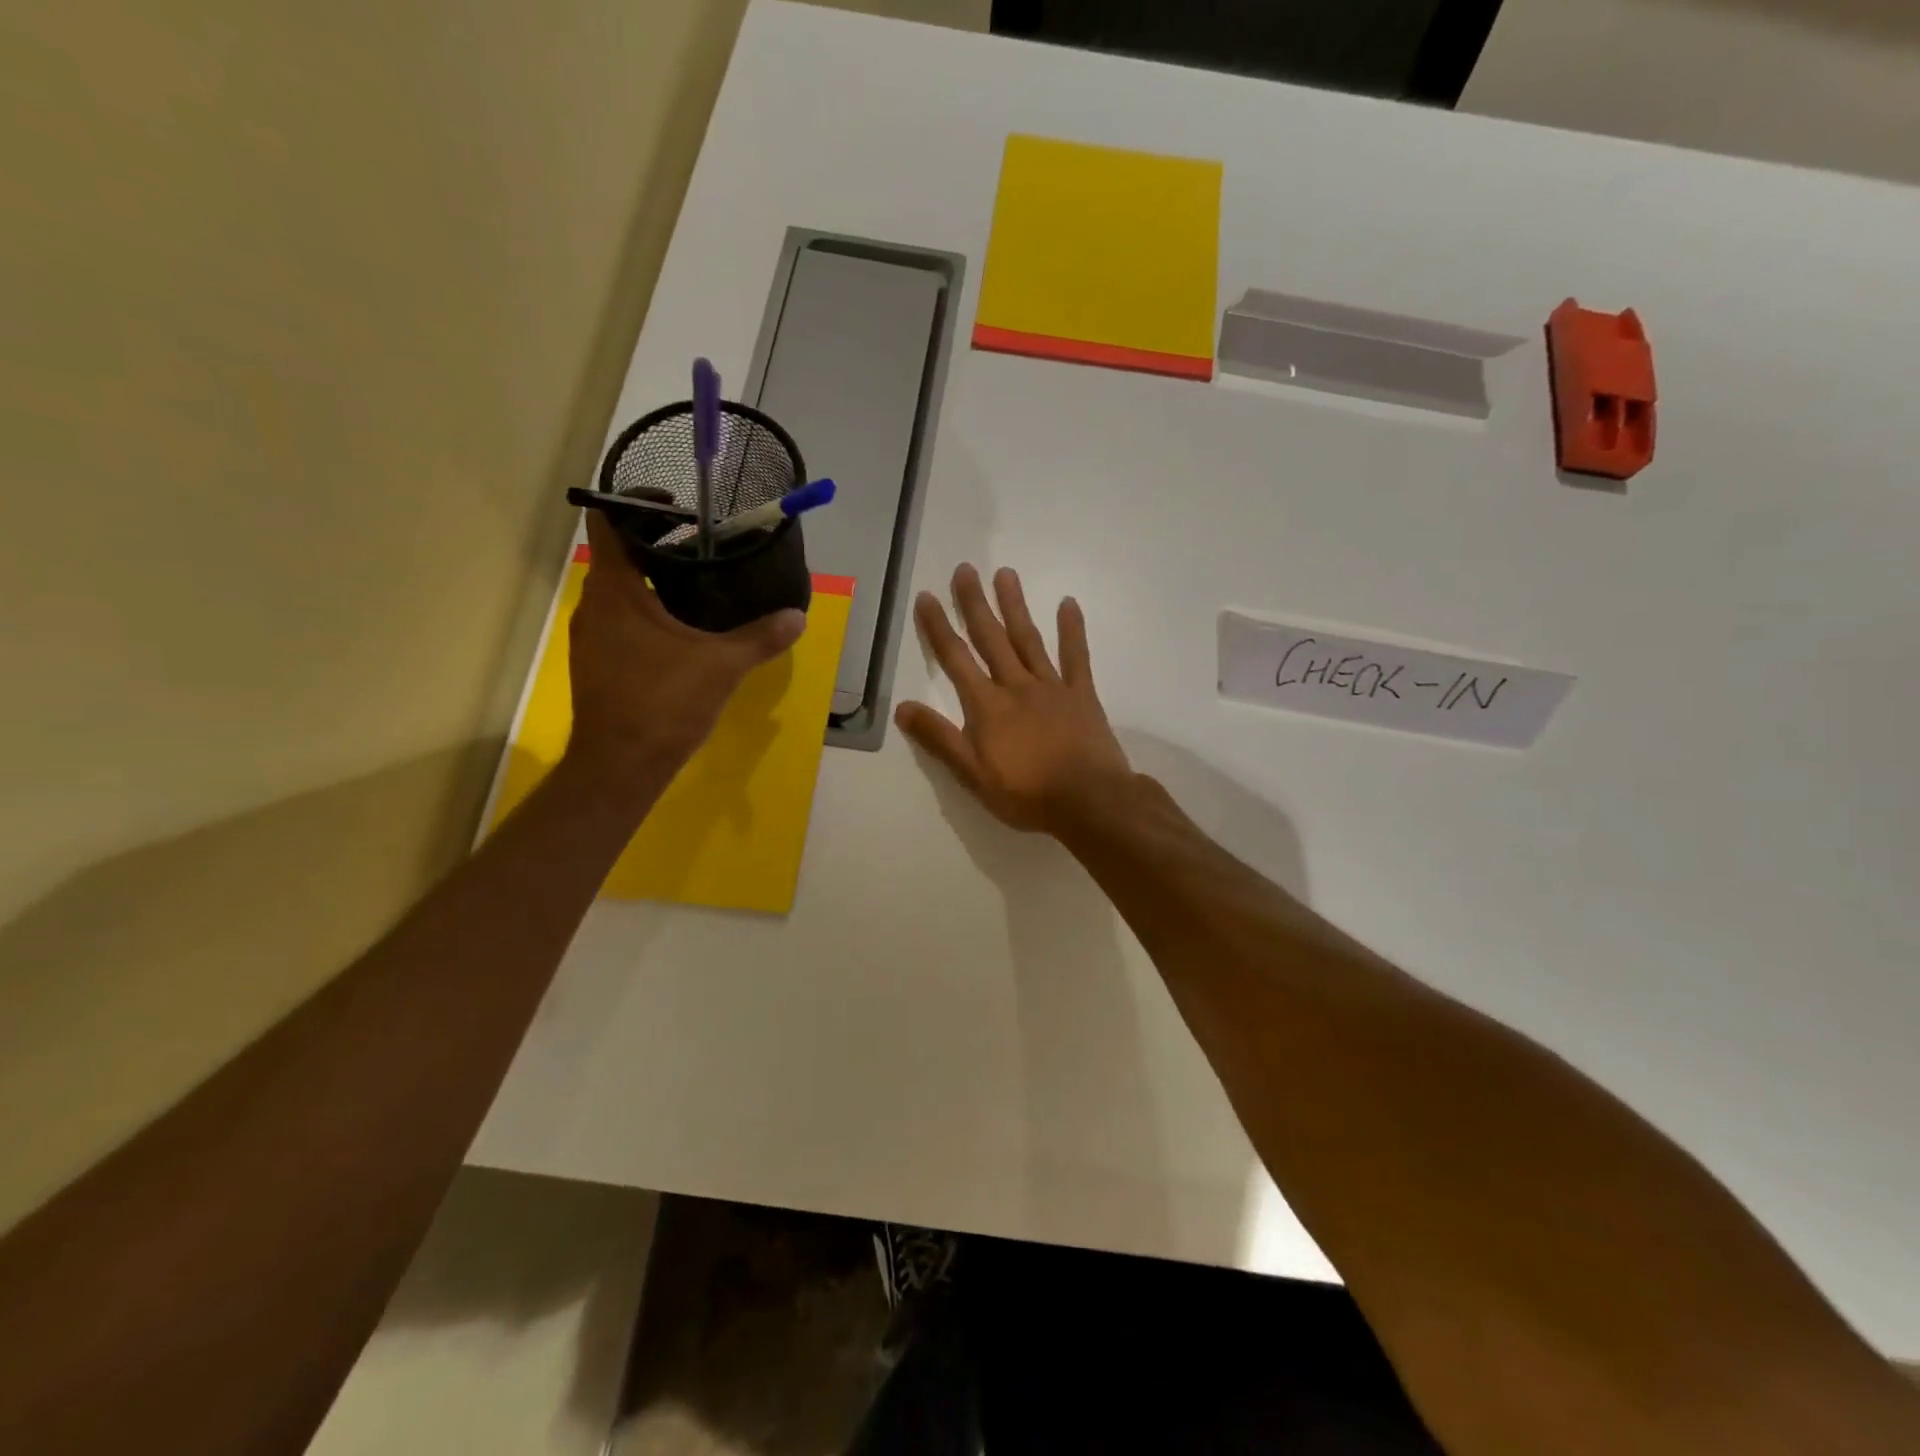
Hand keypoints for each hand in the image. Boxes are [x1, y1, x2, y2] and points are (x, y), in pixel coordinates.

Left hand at [566, 513, 804, 784]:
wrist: (620, 765)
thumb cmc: (664, 703)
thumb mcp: (722, 666)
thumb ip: (761, 637)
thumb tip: (798, 616)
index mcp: (615, 590)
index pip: (607, 521)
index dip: (634, 501)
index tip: (675, 504)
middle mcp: (593, 605)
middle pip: (616, 553)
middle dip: (655, 541)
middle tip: (702, 541)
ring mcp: (590, 636)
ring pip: (618, 589)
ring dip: (650, 578)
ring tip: (698, 580)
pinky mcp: (596, 662)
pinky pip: (619, 619)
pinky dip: (645, 610)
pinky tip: (681, 629)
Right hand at [895, 564, 1132, 834]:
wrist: (1089, 801)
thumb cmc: (1027, 794)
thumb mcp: (973, 776)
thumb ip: (939, 740)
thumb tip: (902, 708)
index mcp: (988, 707)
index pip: (956, 660)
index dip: (938, 628)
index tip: (927, 597)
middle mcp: (1017, 686)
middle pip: (991, 639)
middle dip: (975, 604)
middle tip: (965, 569)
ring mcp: (1052, 687)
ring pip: (1028, 639)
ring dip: (1015, 606)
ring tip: (1005, 574)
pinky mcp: (1082, 694)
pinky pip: (1077, 657)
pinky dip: (1072, 630)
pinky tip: (1068, 603)